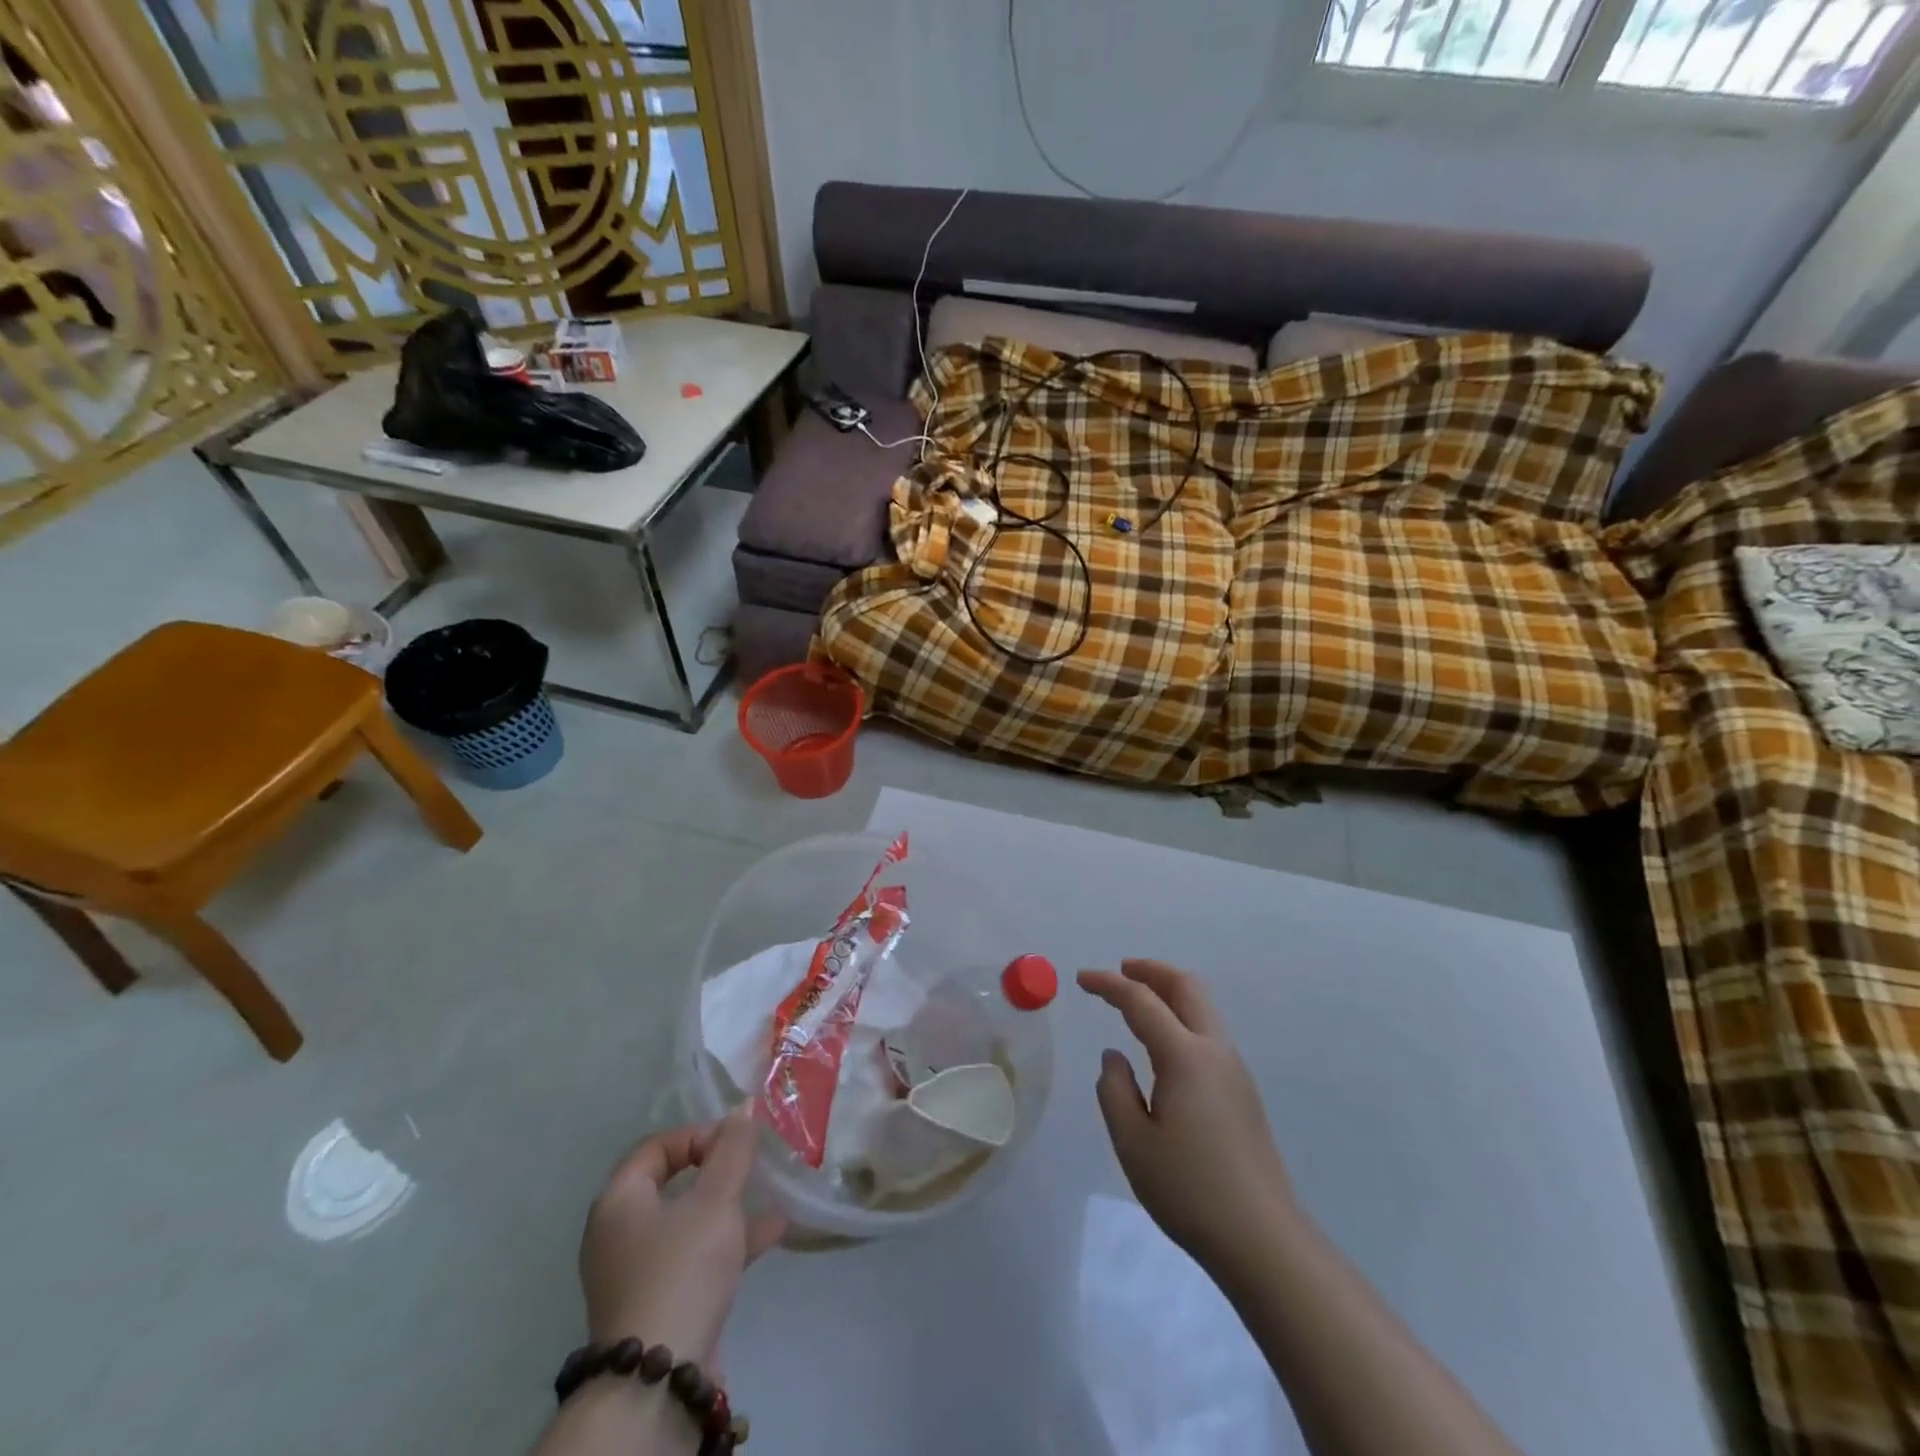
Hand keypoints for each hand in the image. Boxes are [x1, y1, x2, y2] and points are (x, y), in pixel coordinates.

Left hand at [578, 1108, 786, 1363]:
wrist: (659, 1380)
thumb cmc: (681, 1269)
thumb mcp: (715, 1200)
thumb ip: (732, 1150)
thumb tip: (744, 1107)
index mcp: (618, 1201)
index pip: (656, 1146)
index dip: (697, 1135)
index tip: (734, 1143)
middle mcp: (620, 1233)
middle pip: (672, 1182)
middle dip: (718, 1169)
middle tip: (751, 1163)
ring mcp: (638, 1272)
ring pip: (689, 1221)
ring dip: (730, 1205)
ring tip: (771, 1192)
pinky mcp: (660, 1303)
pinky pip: (697, 1256)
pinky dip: (730, 1240)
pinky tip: (774, 1230)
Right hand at [1079, 959, 1294, 1269]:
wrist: (1263, 1239)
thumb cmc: (1189, 1189)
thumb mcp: (1132, 1142)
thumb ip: (1114, 1089)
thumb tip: (1115, 1056)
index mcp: (1184, 1056)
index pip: (1142, 1001)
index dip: (1108, 984)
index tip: (1081, 979)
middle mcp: (1214, 1051)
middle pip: (1186, 987)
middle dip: (1151, 970)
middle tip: (1119, 971)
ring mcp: (1234, 1070)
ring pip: (1202, 1007)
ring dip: (1169, 992)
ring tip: (1137, 1001)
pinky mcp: (1242, 1092)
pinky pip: (1208, 1032)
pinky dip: (1182, 1017)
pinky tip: (1163, 1045)